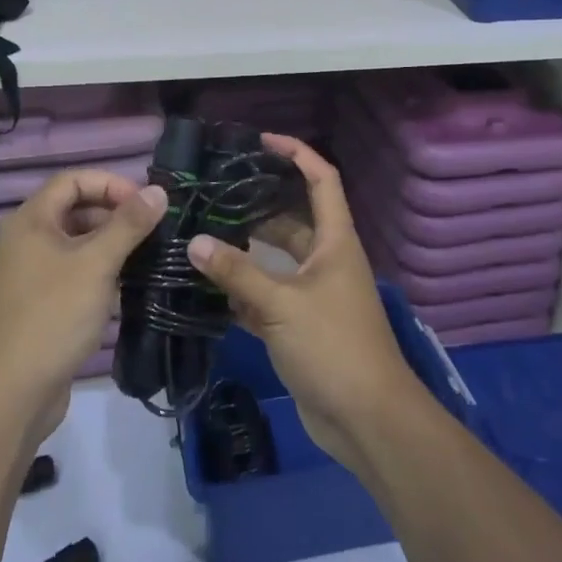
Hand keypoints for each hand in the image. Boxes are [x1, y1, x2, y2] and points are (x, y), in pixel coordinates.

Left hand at [0, 171, 166, 440]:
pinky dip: (98, 271)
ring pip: (76, 243)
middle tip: (153, 230)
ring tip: (147, 257)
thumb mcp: (96, 264)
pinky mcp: (39, 303)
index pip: (72, 180)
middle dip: (114, 214)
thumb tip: (158, 190)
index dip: (111, 184)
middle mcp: (25, 240)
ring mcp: (30, 273)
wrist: (9, 394)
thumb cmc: (52, 316)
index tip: (146, 203)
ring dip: (110, 244)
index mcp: (30, 220)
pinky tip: (125, 287)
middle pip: (74, 209)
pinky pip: (72, 272)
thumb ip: (128, 225)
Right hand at [187, 136, 419, 471]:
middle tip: (215, 193)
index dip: (297, 154)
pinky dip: (244, 291)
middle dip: (258, 204)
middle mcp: (327, 261)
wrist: (366, 420)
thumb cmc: (333, 347)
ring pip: (277, 260)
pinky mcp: (301, 326)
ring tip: (203, 233)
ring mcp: (314, 295)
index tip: (262, 141)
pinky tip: (209, 287)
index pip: (322, 180)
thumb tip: (195, 242)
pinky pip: (268, 297)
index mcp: (335, 242)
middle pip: (293, 219)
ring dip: (246, 251)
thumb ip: (237, 273)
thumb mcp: (282, 304)